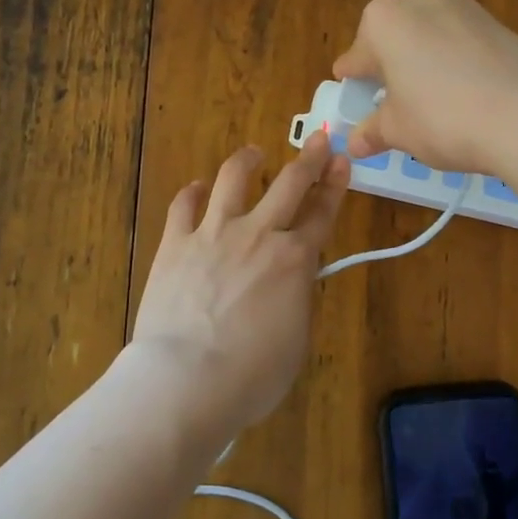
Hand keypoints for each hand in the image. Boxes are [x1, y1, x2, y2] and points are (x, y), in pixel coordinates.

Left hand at [131, 132, 349, 432]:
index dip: (335, 184)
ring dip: (248, 161)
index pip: (323, 212)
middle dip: (309, 157)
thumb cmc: (252, 375)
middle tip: (318, 138)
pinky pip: (184, 205)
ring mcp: (214, 233)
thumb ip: (298, 297)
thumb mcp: (297, 339)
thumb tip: (293, 280)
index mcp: (295, 260)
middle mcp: (258, 234)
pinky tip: (198, 187)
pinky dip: (193, 192)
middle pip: (290, 183)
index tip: (341, 161)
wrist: (187, 380)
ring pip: (234, 178)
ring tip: (254, 154)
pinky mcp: (176, 243)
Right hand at [334, 0, 517, 169]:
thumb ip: (373, 131)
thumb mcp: (399, 131)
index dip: (354, 79)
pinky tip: (465, 90)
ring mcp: (462, 6)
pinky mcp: (496, 20)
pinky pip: (461, 39)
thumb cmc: (443, 119)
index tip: (353, 93)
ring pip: (429, 33)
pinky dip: (455, 59)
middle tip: (394, 99)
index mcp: (382, 21)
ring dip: (424, 58)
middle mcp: (419, 0)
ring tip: (432, 96)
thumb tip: (355, 142)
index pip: (356, 56)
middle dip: (390, 64)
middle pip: (393, 35)